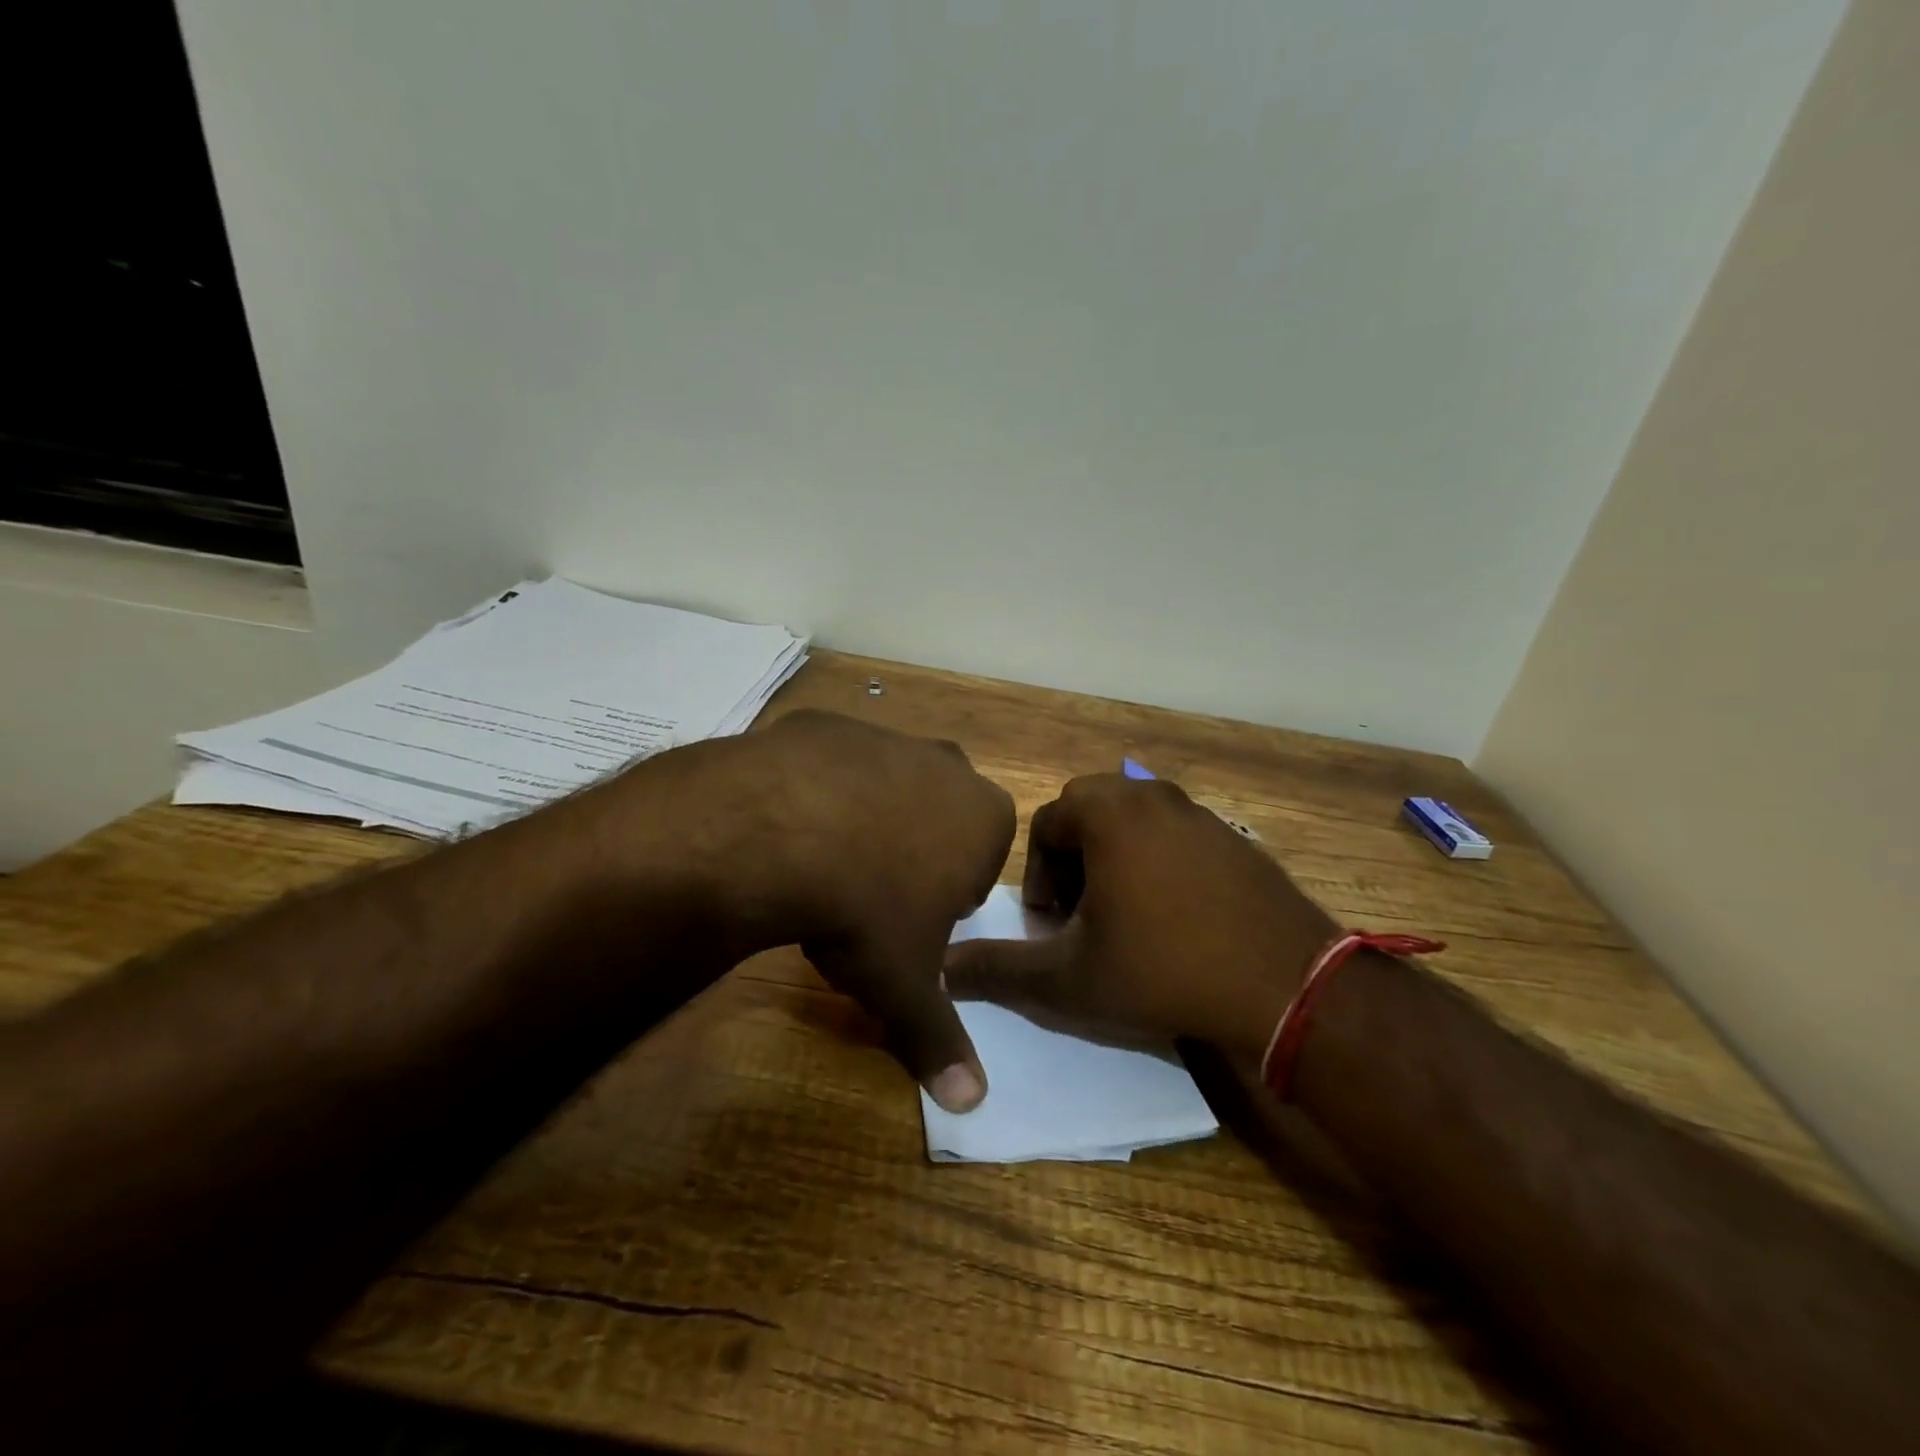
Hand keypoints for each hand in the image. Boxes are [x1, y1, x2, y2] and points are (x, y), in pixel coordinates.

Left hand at [588, 710, 1015, 1110]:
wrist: (776, 832)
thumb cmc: (865, 909)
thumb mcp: (904, 984)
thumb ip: (941, 1041)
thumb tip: (972, 1105)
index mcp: (984, 816)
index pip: (980, 861)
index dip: (948, 896)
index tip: (912, 921)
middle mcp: (945, 764)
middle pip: (939, 817)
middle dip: (915, 853)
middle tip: (869, 894)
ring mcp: (884, 736)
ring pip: (887, 785)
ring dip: (865, 820)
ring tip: (820, 862)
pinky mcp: (825, 723)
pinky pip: (830, 764)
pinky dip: (815, 791)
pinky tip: (784, 825)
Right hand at [942, 774, 1335, 1062]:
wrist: (1284, 985)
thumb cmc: (1161, 970)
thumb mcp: (1067, 978)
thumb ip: (996, 970)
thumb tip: (937, 971)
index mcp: (1106, 812)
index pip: (1045, 824)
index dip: (1038, 876)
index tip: (1051, 925)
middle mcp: (1151, 796)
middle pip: (1088, 814)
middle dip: (1073, 860)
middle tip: (1081, 916)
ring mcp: (1199, 812)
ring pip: (1133, 822)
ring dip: (1114, 859)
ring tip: (1125, 917)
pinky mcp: (1234, 836)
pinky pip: (1175, 835)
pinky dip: (1158, 863)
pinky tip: (1176, 918)